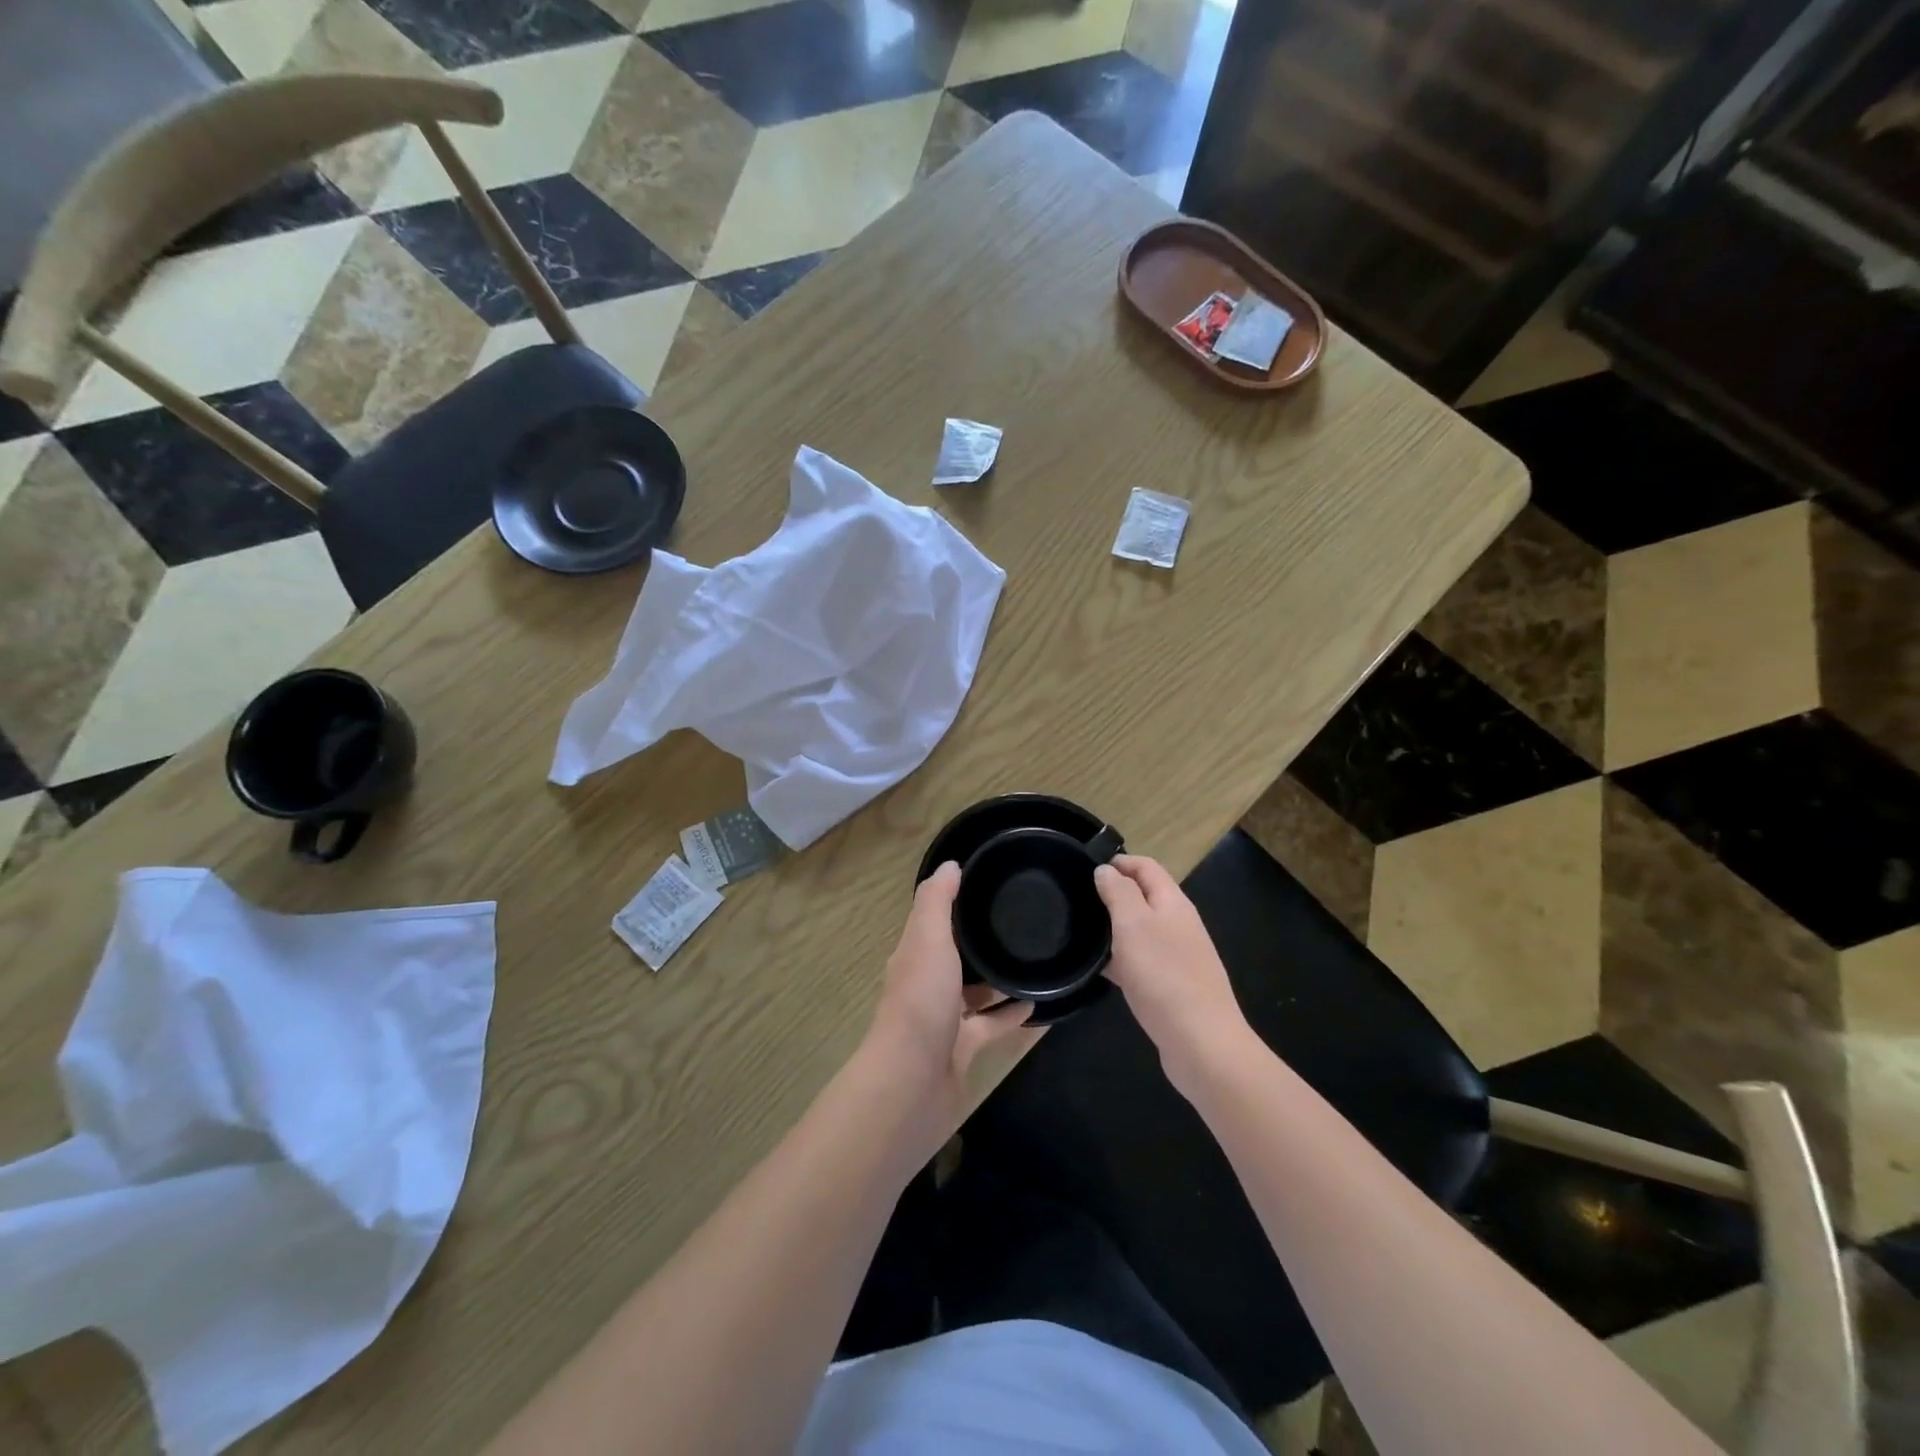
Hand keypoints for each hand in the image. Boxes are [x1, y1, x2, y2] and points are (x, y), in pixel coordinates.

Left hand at [865, 862, 1038, 1136]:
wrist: (912, 1082)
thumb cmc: (921, 1001)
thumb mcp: (927, 939)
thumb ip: (937, 902)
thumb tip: (950, 864)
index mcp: (914, 955)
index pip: (934, 920)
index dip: (955, 901)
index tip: (988, 882)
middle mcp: (926, 984)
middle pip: (954, 955)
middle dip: (980, 940)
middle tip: (1022, 921)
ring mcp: (943, 1019)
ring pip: (974, 992)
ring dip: (997, 978)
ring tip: (1034, 959)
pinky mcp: (962, 1048)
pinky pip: (991, 1025)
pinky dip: (1010, 1014)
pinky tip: (1037, 1004)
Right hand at [1095, 855, 1250, 1095]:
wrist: (1201, 1043)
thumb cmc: (1163, 975)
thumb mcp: (1133, 924)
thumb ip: (1119, 892)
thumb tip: (1106, 870)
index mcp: (1173, 902)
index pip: (1146, 867)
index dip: (1118, 861)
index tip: (1084, 868)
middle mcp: (1179, 924)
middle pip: (1144, 896)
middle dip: (1113, 893)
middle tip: (1077, 901)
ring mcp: (1179, 956)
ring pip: (1141, 930)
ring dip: (1114, 927)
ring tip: (1080, 933)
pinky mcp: (1173, 985)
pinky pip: (1142, 961)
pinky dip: (1121, 959)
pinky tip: (1100, 971)